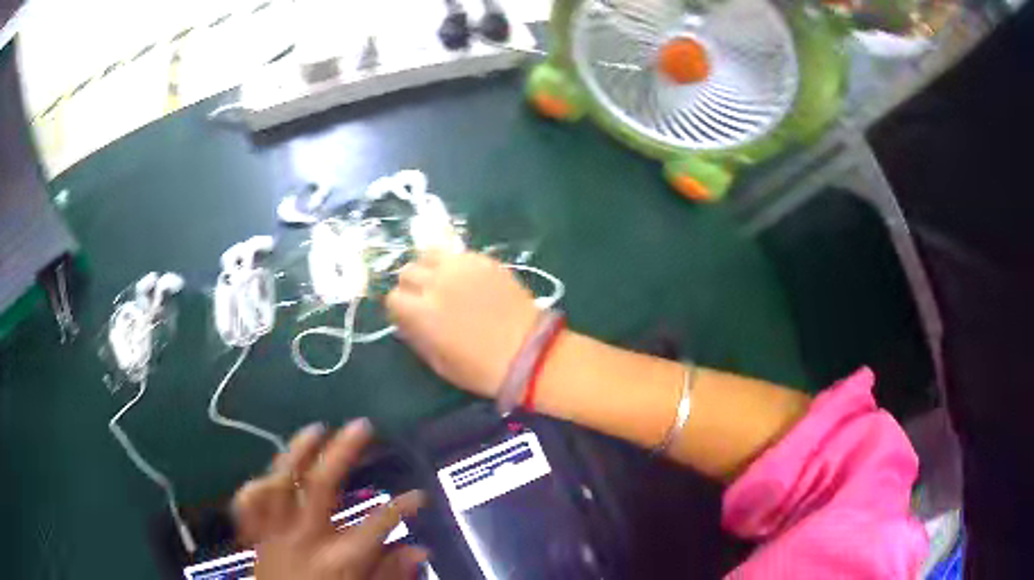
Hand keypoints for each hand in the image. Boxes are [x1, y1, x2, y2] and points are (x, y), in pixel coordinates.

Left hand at [232, 421, 426, 579]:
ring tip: (317, 429)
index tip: (420, 496)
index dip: (404, 506)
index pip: (379, 524)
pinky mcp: (257, 535)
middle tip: (362, 426)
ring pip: (282, 481)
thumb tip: (421, 550)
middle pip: (322, 485)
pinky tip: (271, 470)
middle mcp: (306, 538)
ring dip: (298, 452)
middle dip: (343, 451)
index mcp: (340, 558)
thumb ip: (392, 573)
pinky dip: (257, 484)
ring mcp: (276, 533)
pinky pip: (249, 502)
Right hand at [386, 252, 539, 396]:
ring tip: (441, 283)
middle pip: (408, 271)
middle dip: (411, 286)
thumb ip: (416, 336)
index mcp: (422, 313)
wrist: (529, 353)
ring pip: (428, 254)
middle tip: (425, 299)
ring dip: (429, 268)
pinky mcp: (484, 260)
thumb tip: (405, 321)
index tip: (408, 316)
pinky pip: (457, 254)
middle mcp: (437, 283)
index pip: (393, 297)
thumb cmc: (481, 368)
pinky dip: (453, 264)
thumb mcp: (439, 363)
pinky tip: (465, 280)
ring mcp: (462, 267)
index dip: (399, 308)